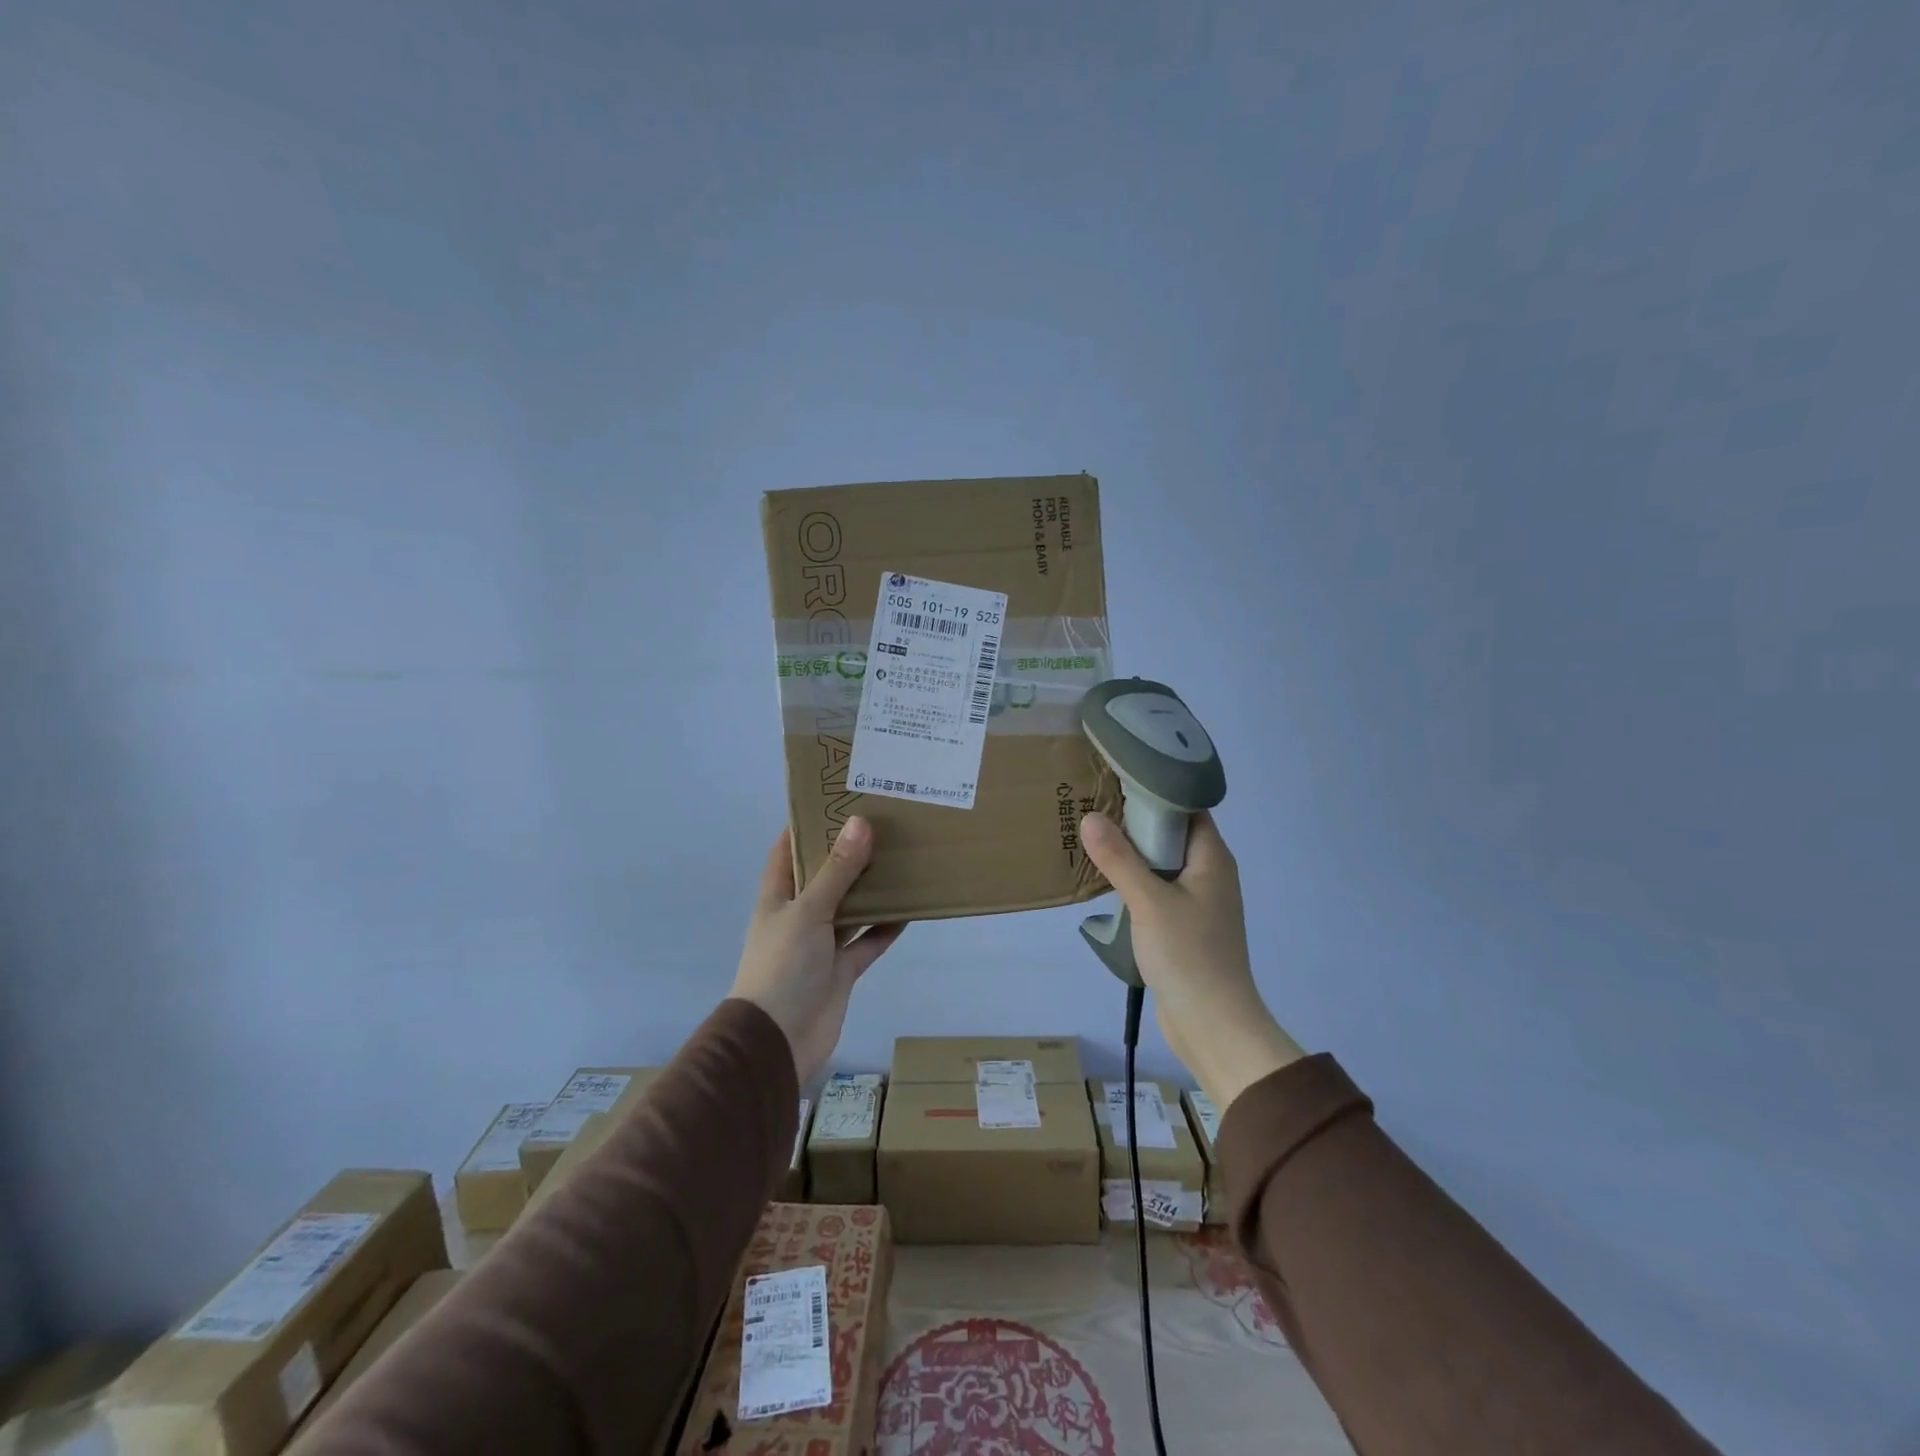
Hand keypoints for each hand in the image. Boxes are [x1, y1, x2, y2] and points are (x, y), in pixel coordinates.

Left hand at [731, 817, 905, 1085]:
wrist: (778, 1040)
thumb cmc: (782, 966)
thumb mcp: (808, 911)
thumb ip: (837, 871)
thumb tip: (860, 823)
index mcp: (778, 896)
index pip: (788, 850)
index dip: (805, 825)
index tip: (835, 799)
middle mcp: (799, 915)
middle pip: (825, 876)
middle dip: (848, 853)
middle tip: (882, 823)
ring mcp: (821, 944)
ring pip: (850, 907)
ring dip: (871, 889)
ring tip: (901, 858)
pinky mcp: (841, 970)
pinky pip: (867, 941)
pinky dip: (886, 928)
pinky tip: (910, 909)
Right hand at [1080, 810, 1303, 1111]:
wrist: (1213, 1025)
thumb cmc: (1189, 956)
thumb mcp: (1149, 902)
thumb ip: (1119, 859)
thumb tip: (1089, 817)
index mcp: (1212, 859)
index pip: (1187, 807)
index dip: (1156, 790)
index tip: (1117, 777)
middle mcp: (1209, 874)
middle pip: (1171, 834)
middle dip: (1135, 820)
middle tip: (1093, 803)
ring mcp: (1197, 901)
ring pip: (1161, 864)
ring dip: (1132, 853)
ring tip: (1091, 835)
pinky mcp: (1184, 926)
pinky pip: (1157, 890)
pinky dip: (1134, 881)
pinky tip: (1105, 880)